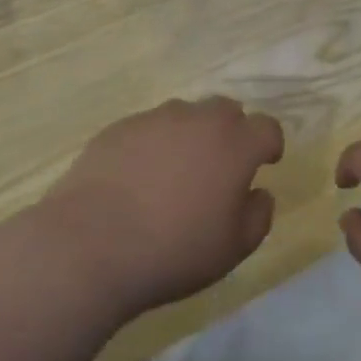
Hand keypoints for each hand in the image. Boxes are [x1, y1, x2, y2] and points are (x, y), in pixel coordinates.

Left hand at [42, 97, 283, 316]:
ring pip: (185, 115)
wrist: (90, 245)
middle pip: (226, 111)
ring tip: (174, 173)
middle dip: (231, 132)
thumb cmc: (174, 250)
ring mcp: (155, 119)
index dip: (270, 145)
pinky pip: (147, 128)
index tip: (265, 163)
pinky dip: (152, 145)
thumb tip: (259, 193)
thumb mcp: (233, 248)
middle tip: (220, 167)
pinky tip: (137, 178)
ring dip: (190, 136)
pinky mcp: (118, 128)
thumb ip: (258, 216)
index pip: (267, 128)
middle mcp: (199, 120)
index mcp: (235, 144)